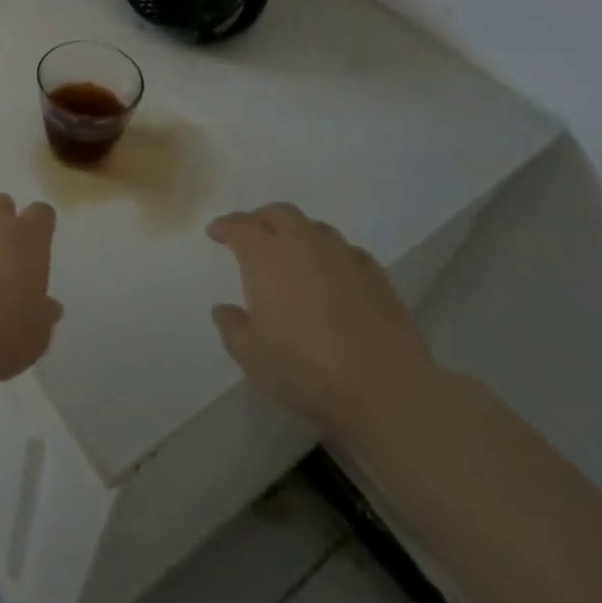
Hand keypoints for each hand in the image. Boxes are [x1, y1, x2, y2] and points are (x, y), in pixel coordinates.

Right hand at [208, 204, 440, 441]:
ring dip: (297, 233)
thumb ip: (232, 327)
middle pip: (280, 213)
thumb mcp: (251, 356)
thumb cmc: (306, 370)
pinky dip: (331, 255)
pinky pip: (347, 250)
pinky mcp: (377, 276)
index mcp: (267, 257)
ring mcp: (344, 257)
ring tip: (292, 254)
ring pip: (315, 227)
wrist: (386, 389)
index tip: (215, 233)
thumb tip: (224, 309)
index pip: (240, 226)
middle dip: (261, 219)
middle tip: (251, 235)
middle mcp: (304, 245)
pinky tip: (332, 275)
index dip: (225, 226)